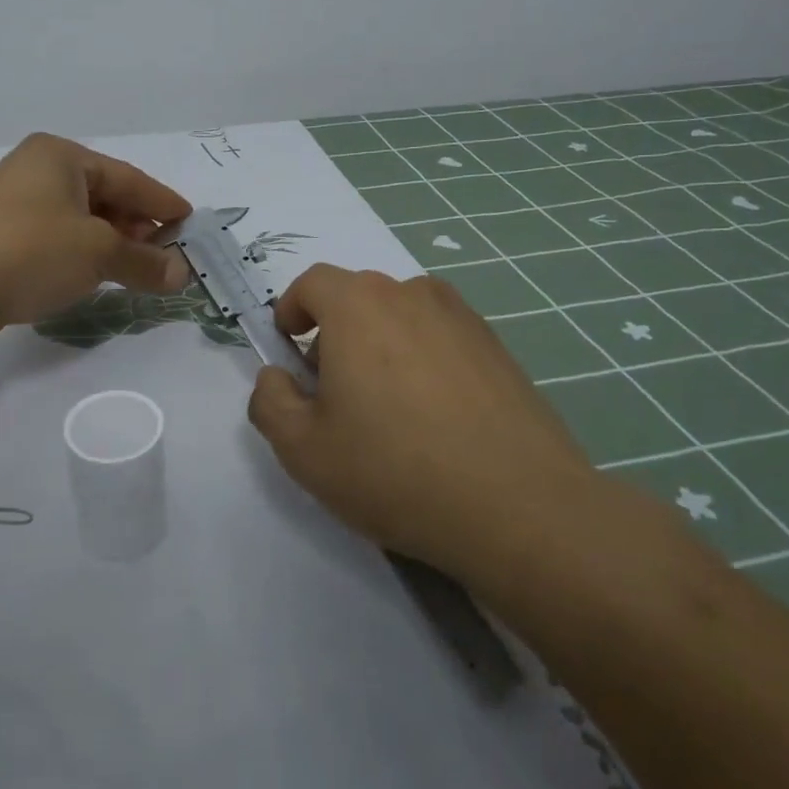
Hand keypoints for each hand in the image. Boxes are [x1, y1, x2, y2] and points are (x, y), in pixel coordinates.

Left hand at [0, 133, 192, 335]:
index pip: (127, 178)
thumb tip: (182, 274)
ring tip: (133, 269)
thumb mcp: (97, 254)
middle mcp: (37, 170)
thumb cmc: (30, 251)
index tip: (190, 222)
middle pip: (103, 196)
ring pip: (79, 220)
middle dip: (136, 227)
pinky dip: (81, 254)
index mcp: (61, 156)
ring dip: (110, 244)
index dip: (162, 202)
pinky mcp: (0, 235)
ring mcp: (14, 202)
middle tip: (164, 254)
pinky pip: (56, 238)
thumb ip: (144, 262)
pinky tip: (93, 275)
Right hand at [247, 264, 615, 583]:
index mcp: (358, 306)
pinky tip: (434, 417)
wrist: (519, 506)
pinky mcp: (497, 346)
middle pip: (358, 297)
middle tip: (333, 391)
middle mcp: (411, 295)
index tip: (289, 348)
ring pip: (401, 316)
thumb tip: (276, 378)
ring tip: (386, 406)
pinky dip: (422, 359)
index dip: (291, 309)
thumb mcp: (303, 450)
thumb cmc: (394, 470)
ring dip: (380, 344)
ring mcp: (462, 317)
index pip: (313, 282)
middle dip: (333, 332)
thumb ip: (270, 402)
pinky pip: (440, 337)